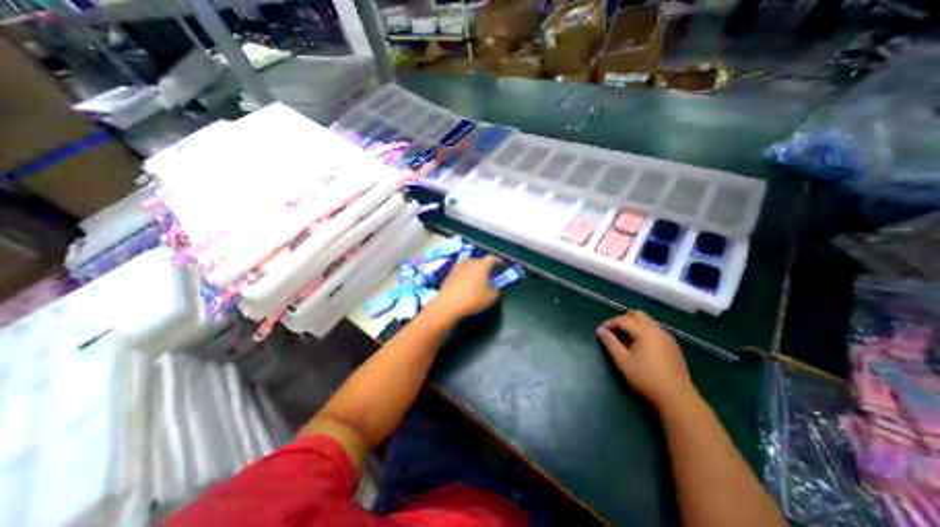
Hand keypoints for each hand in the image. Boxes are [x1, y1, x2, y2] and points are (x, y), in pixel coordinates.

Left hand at [430, 255, 502, 321]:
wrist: (448, 304)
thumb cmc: (472, 299)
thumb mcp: (490, 298)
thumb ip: (496, 290)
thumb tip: (496, 288)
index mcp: (481, 266)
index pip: (492, 258)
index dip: (498, 261)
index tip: (502, 265)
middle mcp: (469, 262)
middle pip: (480, 260)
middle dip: (486, 266)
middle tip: (490, 274)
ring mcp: (458, 267)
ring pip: (470, 265)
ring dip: (475, 270)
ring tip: (478, 279)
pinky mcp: (449, 274)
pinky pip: (462, 271)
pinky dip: (466, 274)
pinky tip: (466, 284)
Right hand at [594, 310, 697, 408]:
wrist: (677, 397)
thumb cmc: (646, 377)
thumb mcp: (623, 360)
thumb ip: (611, 343)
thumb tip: (601, 331)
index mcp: (645, 331)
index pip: (624, 320)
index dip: (610, 323)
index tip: (601, 331)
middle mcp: (658, 330)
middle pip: (638, 315)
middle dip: (623, 319)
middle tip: (613, 330)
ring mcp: (668, 338)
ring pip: (648, 322)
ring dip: (634, 325)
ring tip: (624, 339)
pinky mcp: (673, 347)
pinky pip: (655, 331)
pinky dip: (643, 332)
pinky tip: (639, 346)